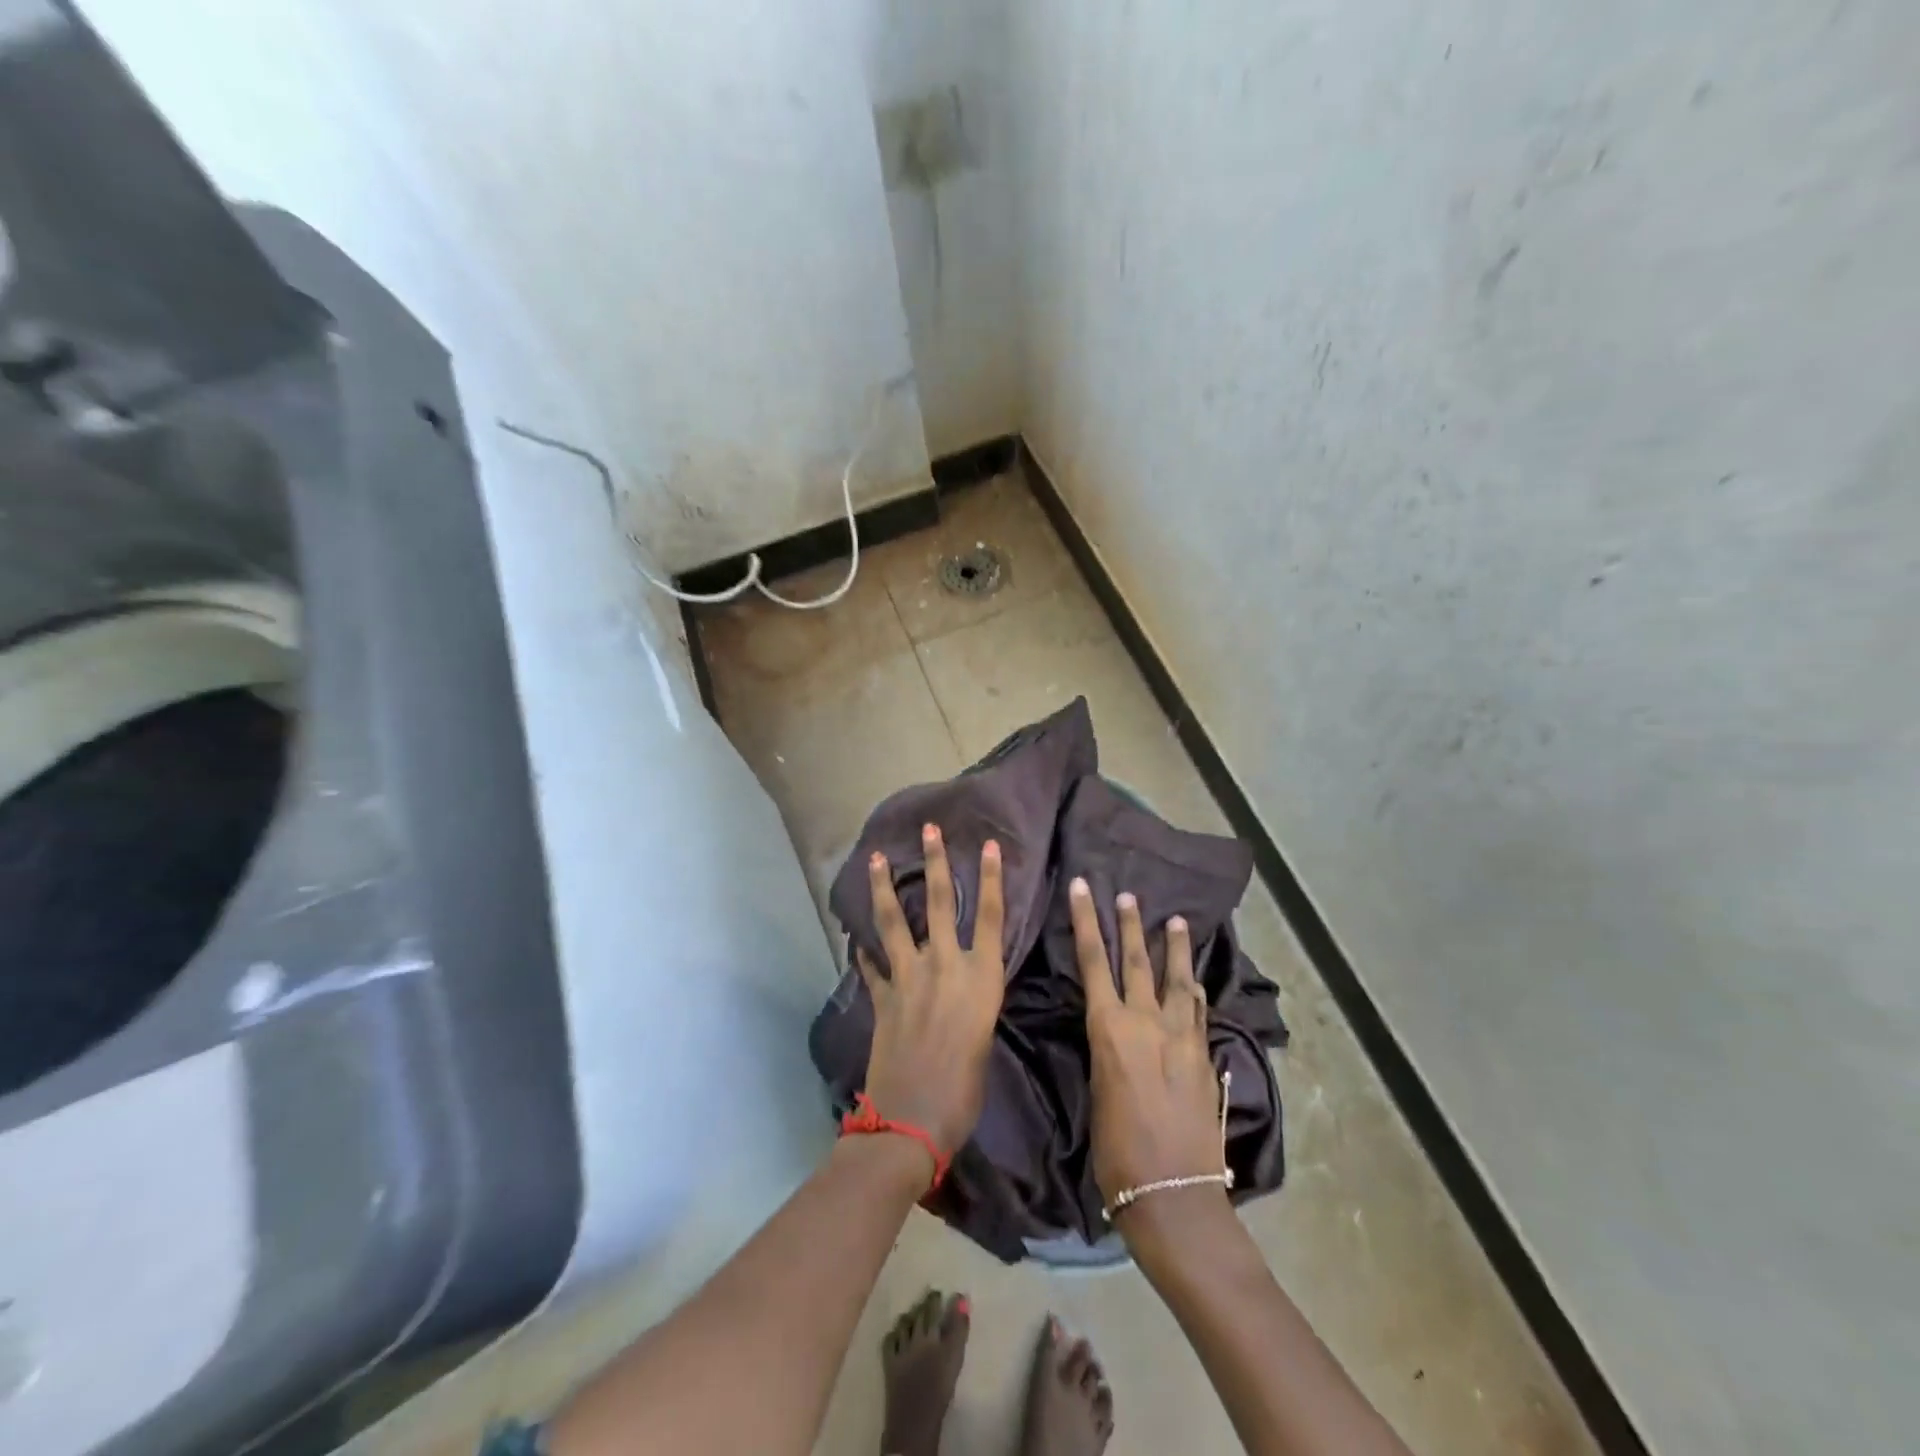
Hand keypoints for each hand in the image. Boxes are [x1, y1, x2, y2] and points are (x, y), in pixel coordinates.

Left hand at [858, 825, 1005, 1161]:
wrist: (912, 1121)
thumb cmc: (964, 1091)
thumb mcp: (984, 1042)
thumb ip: (975, 1008)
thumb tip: (965, 996)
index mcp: (980, 978)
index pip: (990, 916)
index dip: (990, 878)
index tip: (987, 844)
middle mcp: (944, 966)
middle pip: (940, 903)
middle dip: (935, 862)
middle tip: (929, 829)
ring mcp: (908, 978)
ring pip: (894, 922)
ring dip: (885, 888)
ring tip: (876, 858)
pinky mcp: (881, 997)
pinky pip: (871, 965)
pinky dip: (863, 951)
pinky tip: (856, 939)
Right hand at [1070, 878, 1226, 1229]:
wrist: (1173, 1194)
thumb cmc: (1117, 1152)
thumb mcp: (1098, 1091)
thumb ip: (1108, 1050)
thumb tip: (1112, 1032)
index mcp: (1111, 1029)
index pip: (1094, 961)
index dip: (1086, 921)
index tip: (1084, 888)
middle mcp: (1148, 1023)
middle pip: (1137, 961)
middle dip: (1130, 924)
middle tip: (1130, 895)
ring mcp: (1183, 1038)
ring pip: (1178, 980)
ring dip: (1174, 949)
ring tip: (1175, 921)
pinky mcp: (1206, 1058)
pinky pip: (1200, 1013)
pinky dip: (1196, 992)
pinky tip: (1197, 983)